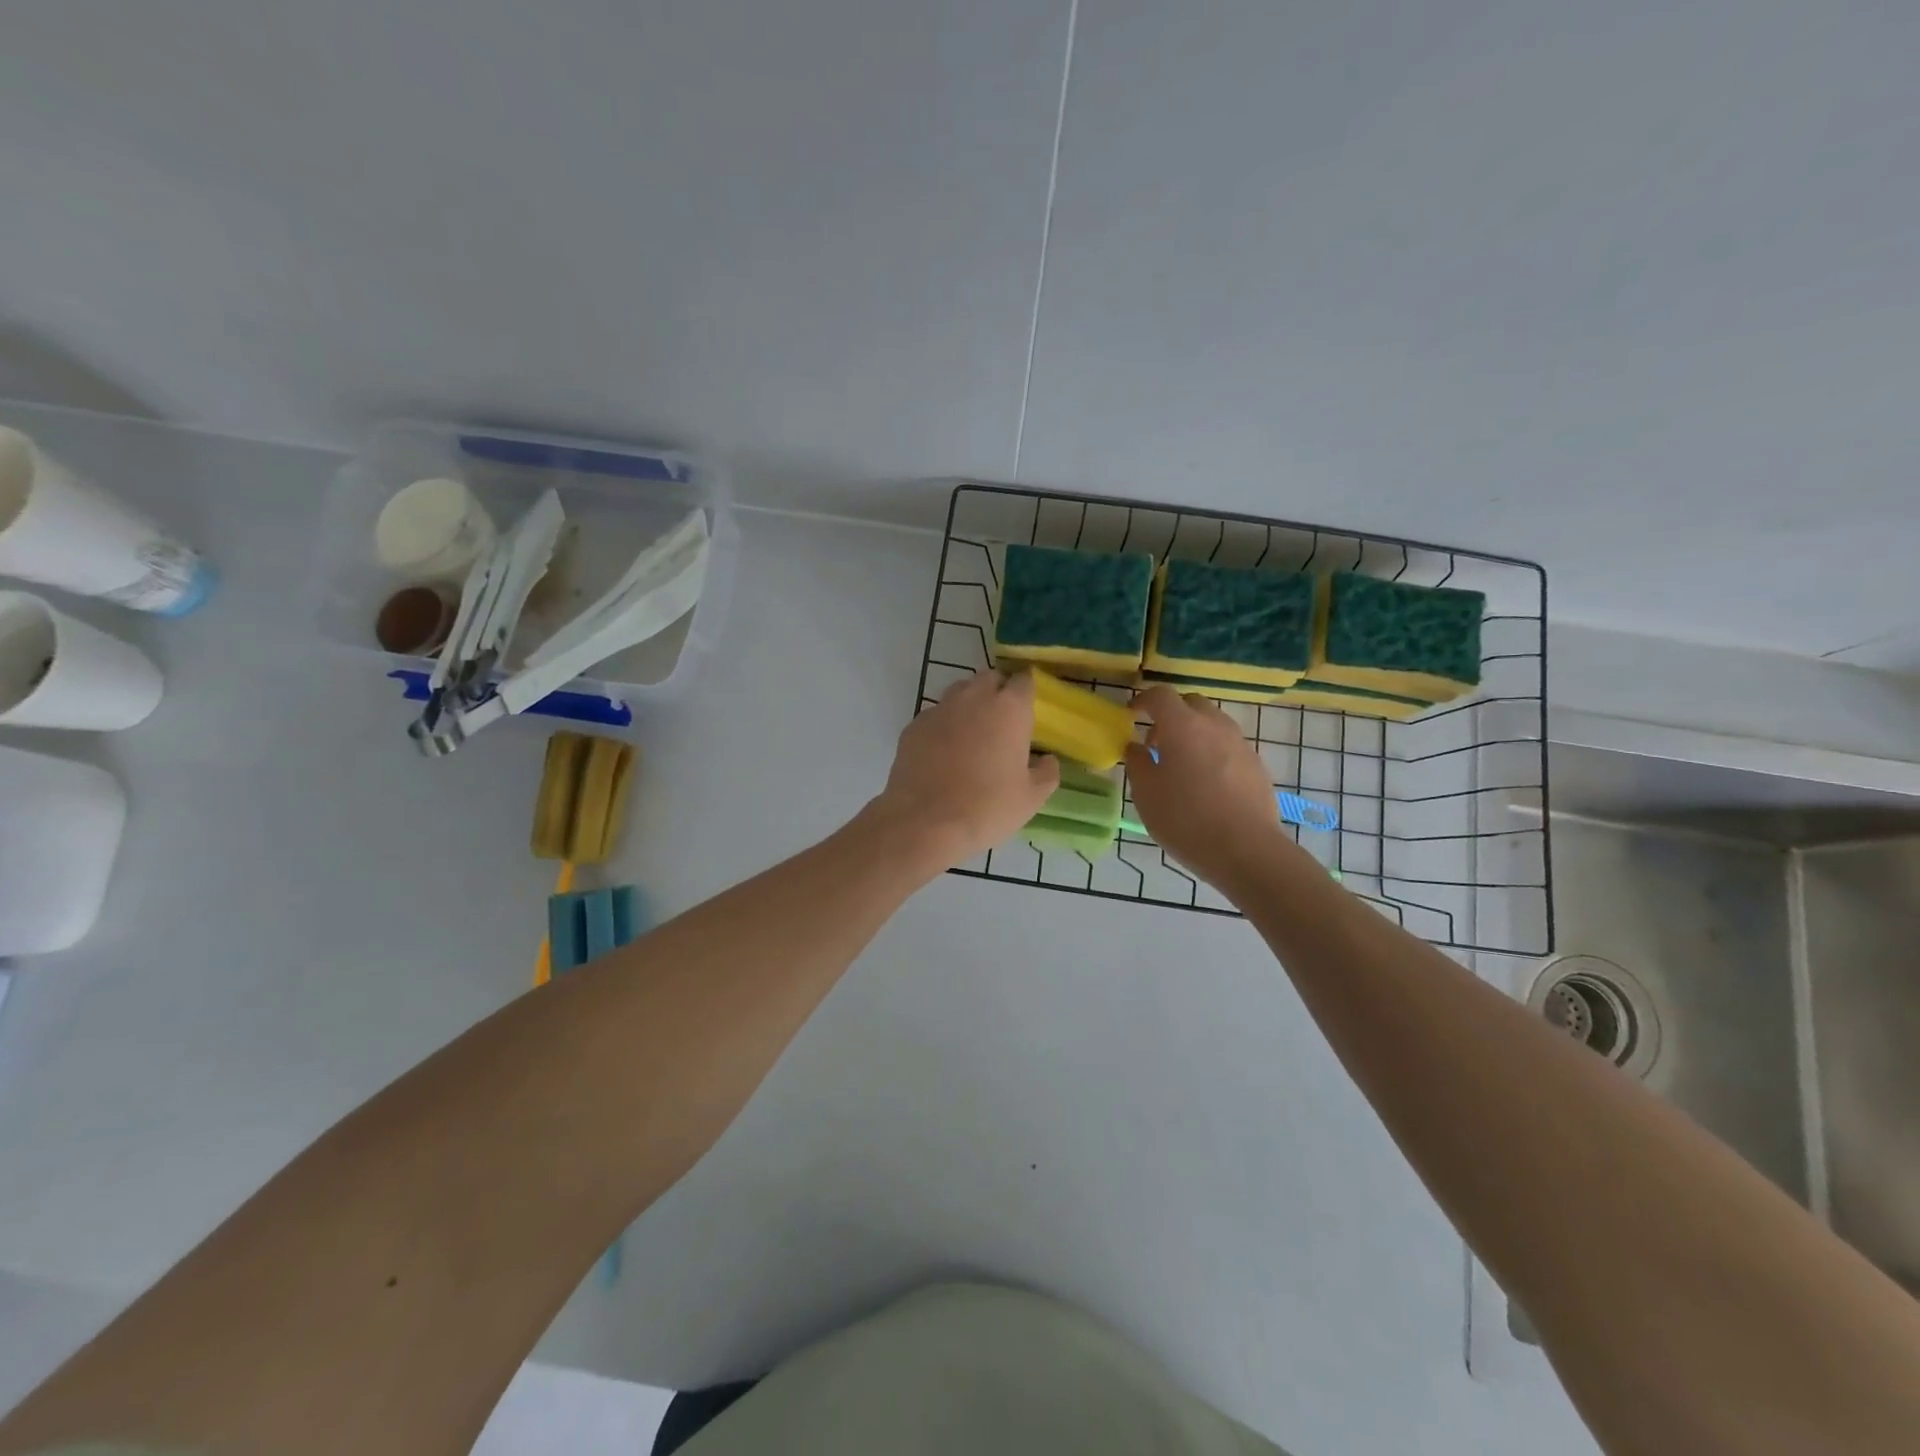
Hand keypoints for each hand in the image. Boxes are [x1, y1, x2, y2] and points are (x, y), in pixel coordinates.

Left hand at [873, 672, 1060, 869]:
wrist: (925, 822)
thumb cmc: (987, 807)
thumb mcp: (1031, 798)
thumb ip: (1047, 772)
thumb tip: (1048, 760)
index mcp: (1009, 708)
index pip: (1023, 680)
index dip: (1026, 692)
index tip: (1028, 709)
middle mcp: (973, 698)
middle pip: (990, 679)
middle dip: (998, 692)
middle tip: (1002, 722)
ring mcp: (939, 709)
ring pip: (959, 693)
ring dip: (969, 705)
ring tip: (972, 735)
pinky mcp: (914, 726)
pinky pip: (935, 715)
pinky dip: (943, 726)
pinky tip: (943, 752)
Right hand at [1125, 686, 1285, 887]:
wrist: (1246, 850)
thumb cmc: (1185, 819)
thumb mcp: (1146, 794)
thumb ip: (1138, 764)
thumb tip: (1136, 747)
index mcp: (1183, 726)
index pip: (1160, 695)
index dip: (1143, 701)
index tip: (1131, 715)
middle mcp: (1214, 725)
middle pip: (1191, 704)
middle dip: (1171, 715)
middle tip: (1156, 743)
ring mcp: (1240, 743)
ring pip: (1213, 724)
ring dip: (1194, 734)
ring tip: (1182, 765)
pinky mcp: (1256, 765)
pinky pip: (1228, 746)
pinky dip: (1213, 752)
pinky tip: (1206, 784)